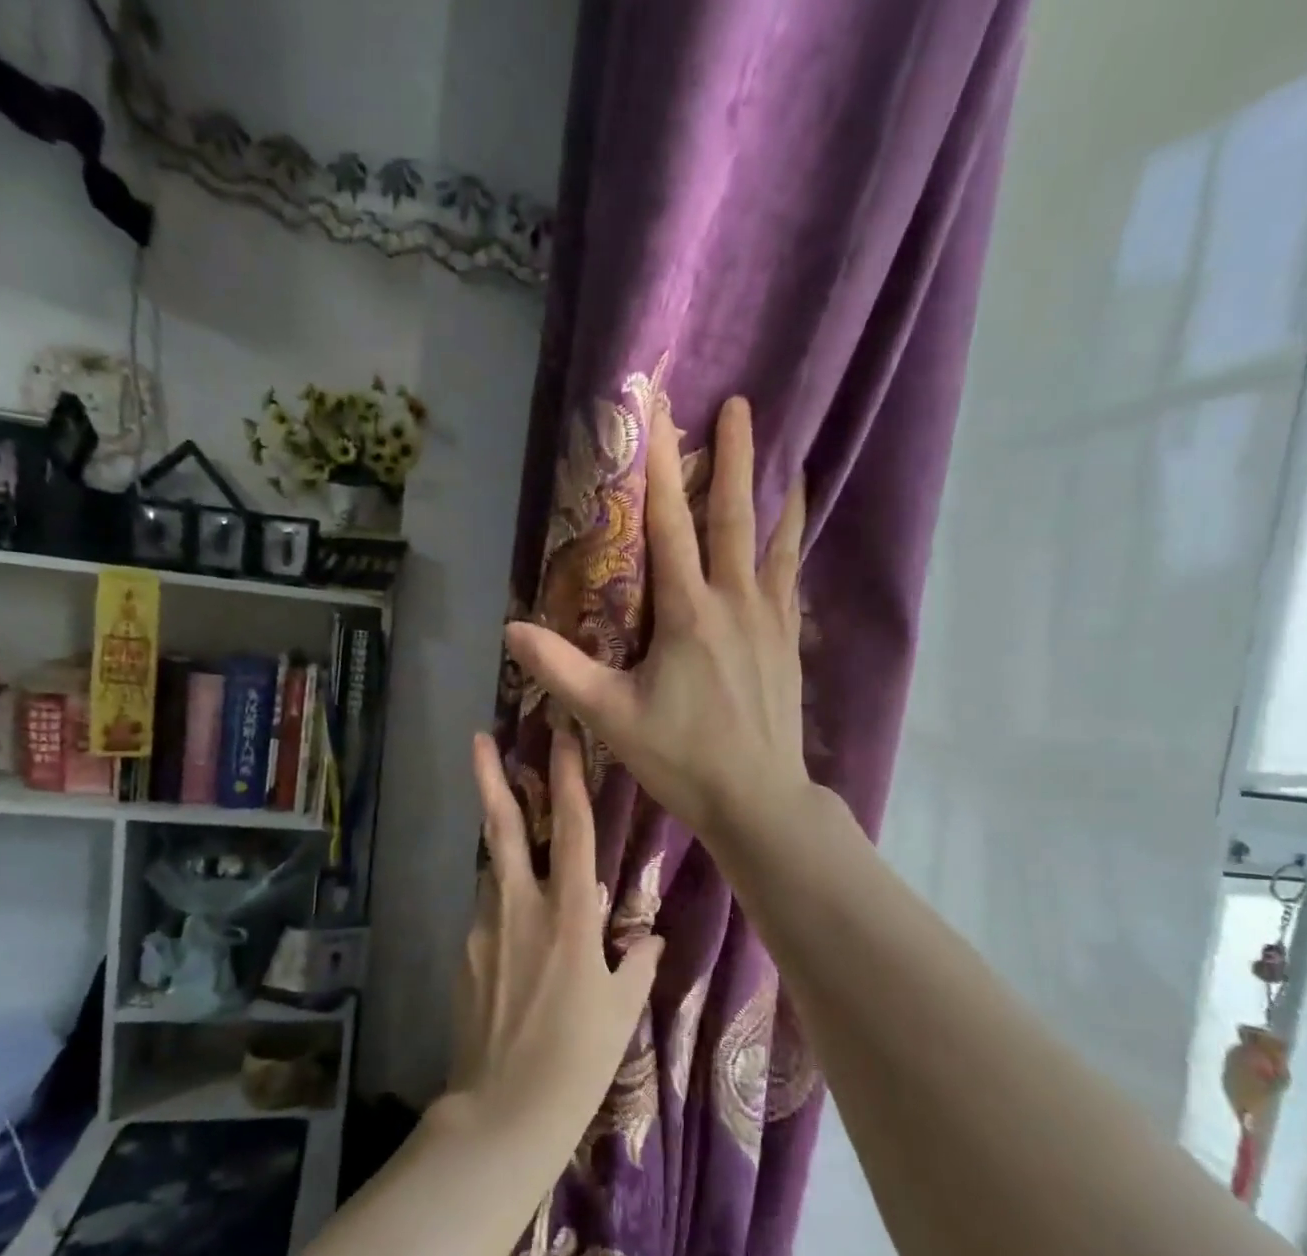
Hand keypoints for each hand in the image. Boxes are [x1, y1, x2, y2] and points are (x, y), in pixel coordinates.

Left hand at [447, 729, 661, 1137]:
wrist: (503, 1114)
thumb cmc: (577, 1060)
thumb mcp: (621, 1010)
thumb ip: (635, 962)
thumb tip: (646, 936)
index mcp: (568, 916)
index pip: (572, 830)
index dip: (566, 778)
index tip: (559, 736)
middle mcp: (520, 909)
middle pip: (504, 829)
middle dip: (492, 779)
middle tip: (480, 739)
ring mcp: (484, 929)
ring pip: (494, 870)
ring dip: (503, 845)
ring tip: (518, 838)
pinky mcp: (465, 954)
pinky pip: (489, 914)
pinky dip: (504, 904)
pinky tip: (518, 934)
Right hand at [505, 396, 810, 848]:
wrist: (758, 799)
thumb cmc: (682, 758)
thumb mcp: (611, 717)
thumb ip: (561, 671)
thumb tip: (512, 631)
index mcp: (689, 614)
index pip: (671, 526)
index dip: (661, 468)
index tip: (660, 415)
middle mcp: (735, 602)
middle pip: (735, 517)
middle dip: (736, 458)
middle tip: (743, 405)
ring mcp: (770, 621)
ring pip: (777, 544)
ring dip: (779, 496)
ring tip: (793, 459)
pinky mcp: (788, 643)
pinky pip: (792, 580)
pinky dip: (794, 549)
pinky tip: (794, 540)